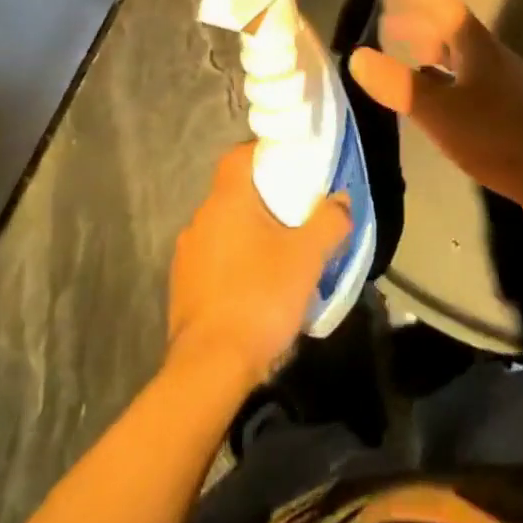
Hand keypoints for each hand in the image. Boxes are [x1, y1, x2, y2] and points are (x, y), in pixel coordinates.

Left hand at [167, 145, 351, 386]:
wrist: (210, 368)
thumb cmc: (260, 297)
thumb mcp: (307, 257)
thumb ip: (329, 221)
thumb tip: (341, 200)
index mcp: (226, 200)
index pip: (239, 156)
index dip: (263, 153)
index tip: (289, 165)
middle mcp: (200, 219)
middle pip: (234, 193)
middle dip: (263, 199)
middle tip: (295, 213)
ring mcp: (186, 255)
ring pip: (223, 229)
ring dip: (248, 235)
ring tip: (279, 254)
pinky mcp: (182, 289)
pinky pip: (213, 261)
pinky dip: (234, 264)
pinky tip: (255, 288)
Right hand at [349, 0, 522, 228]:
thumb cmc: (499, 137)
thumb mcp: (442, 112)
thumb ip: (400, 85)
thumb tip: (356, 56)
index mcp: (476, 47)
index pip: (442, 4)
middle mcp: (492, 57)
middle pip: (451, 29)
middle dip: (418, 22)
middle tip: (387, 21)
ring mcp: (504, 84)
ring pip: (461, 56)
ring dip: (432, 50)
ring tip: (406, 56)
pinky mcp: (511, 110)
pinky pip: (469, 79)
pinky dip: (445, 78)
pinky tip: (438, 99)